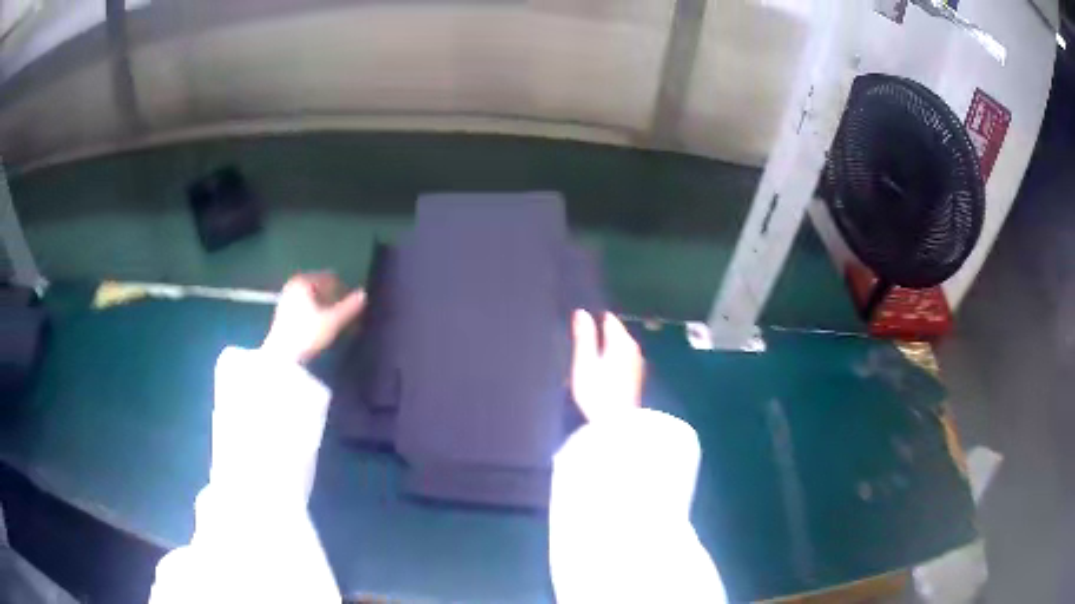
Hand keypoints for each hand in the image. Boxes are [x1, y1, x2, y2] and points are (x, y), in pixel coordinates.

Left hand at [261, 273, 365, 363]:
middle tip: (346, 315)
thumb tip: (364, 294)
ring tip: (335, 323)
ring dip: (325, 306)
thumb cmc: (307, 334)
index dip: (344, 291)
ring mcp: (286, 297)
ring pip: (313, 297)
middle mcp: (293, 284)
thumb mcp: (332, 321)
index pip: (331, 278)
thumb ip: (349, 306)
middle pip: (321, 287)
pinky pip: (304, 305)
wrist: (281, 356)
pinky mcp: (283, 312)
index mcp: (304, 281)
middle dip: (334, 298)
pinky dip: (315, 312)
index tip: (354, 306)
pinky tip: (320, 327)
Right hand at [570, 310, 644, 421]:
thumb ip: (584, 337)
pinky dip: (611, 361)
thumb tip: (582, 312)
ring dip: (606, 349)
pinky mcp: (636, 378)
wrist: (617, 424)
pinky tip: (601, 373)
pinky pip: (622, 360)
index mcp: (621, 341)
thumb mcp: (585, 363)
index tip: (580, 326)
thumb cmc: (597, 392)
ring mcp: (637, 364)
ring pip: (620, 347)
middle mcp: (633, 349)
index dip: (594, 319)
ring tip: (588, 358)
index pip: (609, 319)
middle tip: (581, 343)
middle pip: (616, 334)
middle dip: (601, 334)